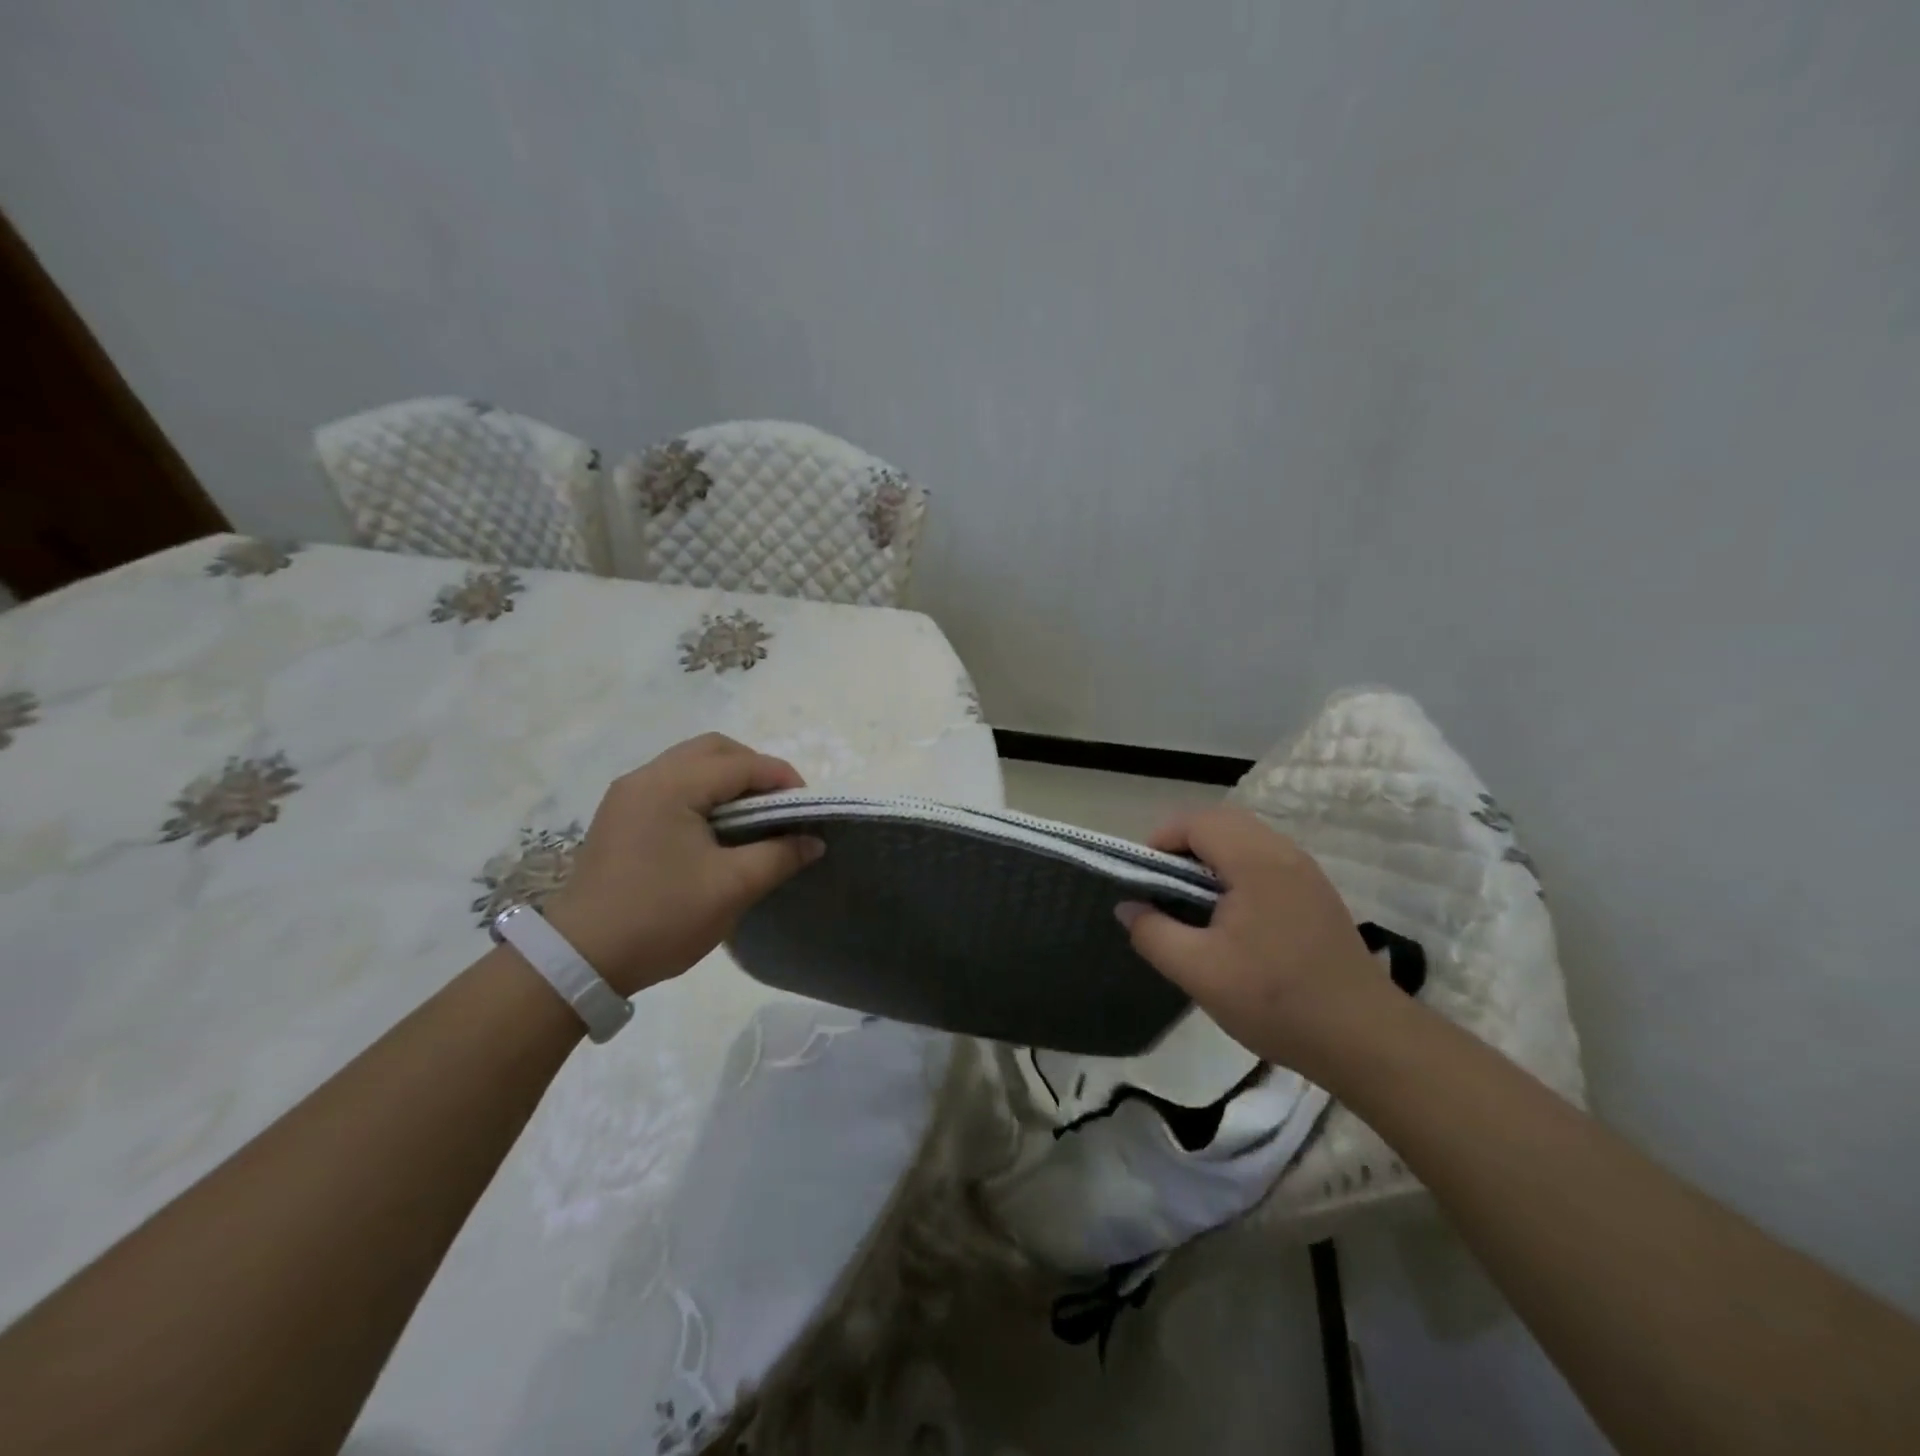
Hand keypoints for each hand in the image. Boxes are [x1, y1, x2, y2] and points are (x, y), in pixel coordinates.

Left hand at [541, 734, 822, 995]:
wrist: (579, 960)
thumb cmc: (661, 917)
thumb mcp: (732, 888)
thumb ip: (779, 855)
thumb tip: (814, 840)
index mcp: (671, 786)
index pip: (741, 764)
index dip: (782, 779)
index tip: (808, 808)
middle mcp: (646, 777)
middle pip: (714, 750)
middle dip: (754, 770)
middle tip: (779, 806)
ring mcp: (628, 795)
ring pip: (691, 765)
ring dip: (728, 780)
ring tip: (754, 817)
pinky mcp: (620, 816)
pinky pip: (672, 785)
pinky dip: (703, 794)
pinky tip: (717, 828)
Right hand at [1118, 807, 1391, 1076]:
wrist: (1365, 1040)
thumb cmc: (1276, 1000)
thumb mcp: (1198, 972)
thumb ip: (1153, 933)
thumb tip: (1128, 906)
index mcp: (1255, 861)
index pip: (1196, 821)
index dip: (1161, 840)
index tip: (1143, 879)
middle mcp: (1283, 853)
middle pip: (1221, 822)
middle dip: (1183, 845)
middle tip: (1163, 887)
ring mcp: (1305, 872)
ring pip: (1245, 840)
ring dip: (1210, 858)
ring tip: (1191, 902)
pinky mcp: (1316, 893)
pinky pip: (1264, 860)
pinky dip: (1235, 871)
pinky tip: (1230, 917)